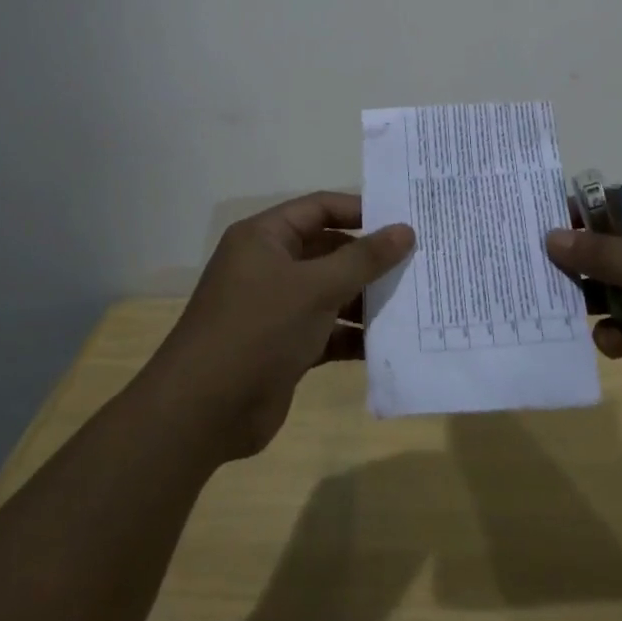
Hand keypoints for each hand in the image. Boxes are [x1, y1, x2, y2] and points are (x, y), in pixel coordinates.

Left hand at [147, 192, 413, 462]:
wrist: (202, 412)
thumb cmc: (257, 329)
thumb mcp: (315, 288)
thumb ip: (363, 259)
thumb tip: (406, 230)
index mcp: (266, 237)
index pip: (319, 208)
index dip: (361, 210)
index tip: (403, 220)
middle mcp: (270, 266)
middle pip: (328, 250)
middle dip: (369, 258)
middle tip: (418, 260)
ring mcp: (277, 308)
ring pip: (331, 291)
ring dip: (366, 298)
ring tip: (413, 299)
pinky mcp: (285, 346)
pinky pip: (327, 330)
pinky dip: (354, 335)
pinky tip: (390, 341)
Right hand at [546, 201, 621, 451]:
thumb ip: (605, 253)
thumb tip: (552, 235)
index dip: (590, 211)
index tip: (549, 220)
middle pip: (618, 250)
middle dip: (583, 259)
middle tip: (541, 266)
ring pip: (618, 292)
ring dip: (594, 300)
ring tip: (565, 307)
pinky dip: (614, 334)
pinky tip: (609, 344)